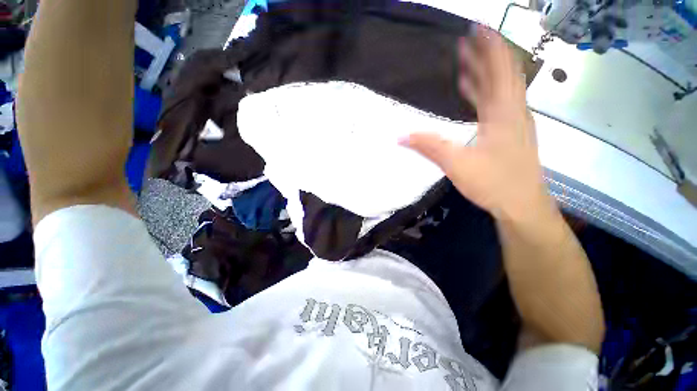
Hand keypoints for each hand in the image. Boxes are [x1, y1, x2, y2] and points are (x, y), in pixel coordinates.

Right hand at [403, 26, 552, 221]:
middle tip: (466, 41)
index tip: (477, 28)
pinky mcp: (512, 135)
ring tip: (466, 63)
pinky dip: (485, 95)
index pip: (500, 69)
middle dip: (485, 55)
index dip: (490, 46)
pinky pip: (499, 105)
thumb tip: (400, 136)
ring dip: (485, 74)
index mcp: (504, 113)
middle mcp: (514, 112)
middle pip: (502, 75)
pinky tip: (474, 95)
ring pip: (501, 90)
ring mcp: (515, 123)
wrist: (522, 205)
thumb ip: (429, 147)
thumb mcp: (457, 164)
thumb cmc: (494, 182)